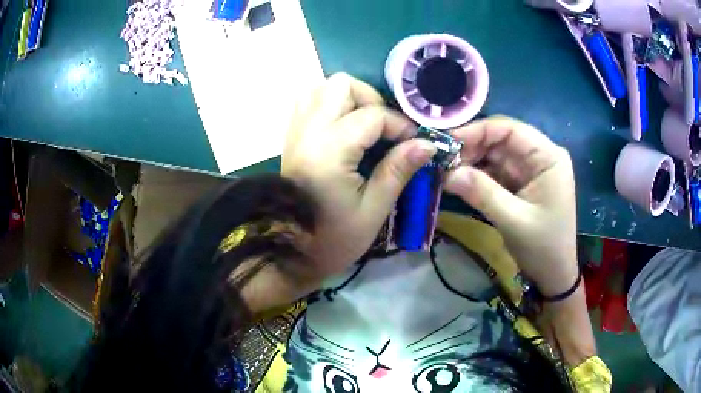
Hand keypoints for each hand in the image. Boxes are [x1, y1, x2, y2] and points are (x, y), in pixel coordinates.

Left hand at [282, 73, 435, 278]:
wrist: (291, 252)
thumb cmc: (334, 238)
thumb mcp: (373, 210)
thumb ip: (398, 170)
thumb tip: (427, 143)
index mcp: (330, 150)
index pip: (372, 115)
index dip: (400, 125)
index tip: (415, 143)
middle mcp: (309, 131)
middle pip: (341, 85)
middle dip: (371, 99)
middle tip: (384, 129)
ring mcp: (296, 131)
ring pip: (321, 88)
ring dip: (349, 98)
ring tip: (364, 125)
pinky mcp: (291, 138)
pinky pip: (309, 102)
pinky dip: (330, 104)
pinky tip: (343, 128)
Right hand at [444, 116, 577, 296]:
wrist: (553, 276)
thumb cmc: (543, 248)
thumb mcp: (514, 220)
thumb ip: (482, 193)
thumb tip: (446, 173)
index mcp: (548, 156)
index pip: (510, 129)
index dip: (478, 131)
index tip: (447, 142)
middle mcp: (539, 156)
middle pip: (500, 140)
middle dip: (471, 147)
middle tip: (440, 160)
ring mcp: (529, 170)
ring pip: (494, 155)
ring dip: (470, 161)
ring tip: (443, 170)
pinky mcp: (519, 184)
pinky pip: (494, 171)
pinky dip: (476, 175)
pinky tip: (457, 179)